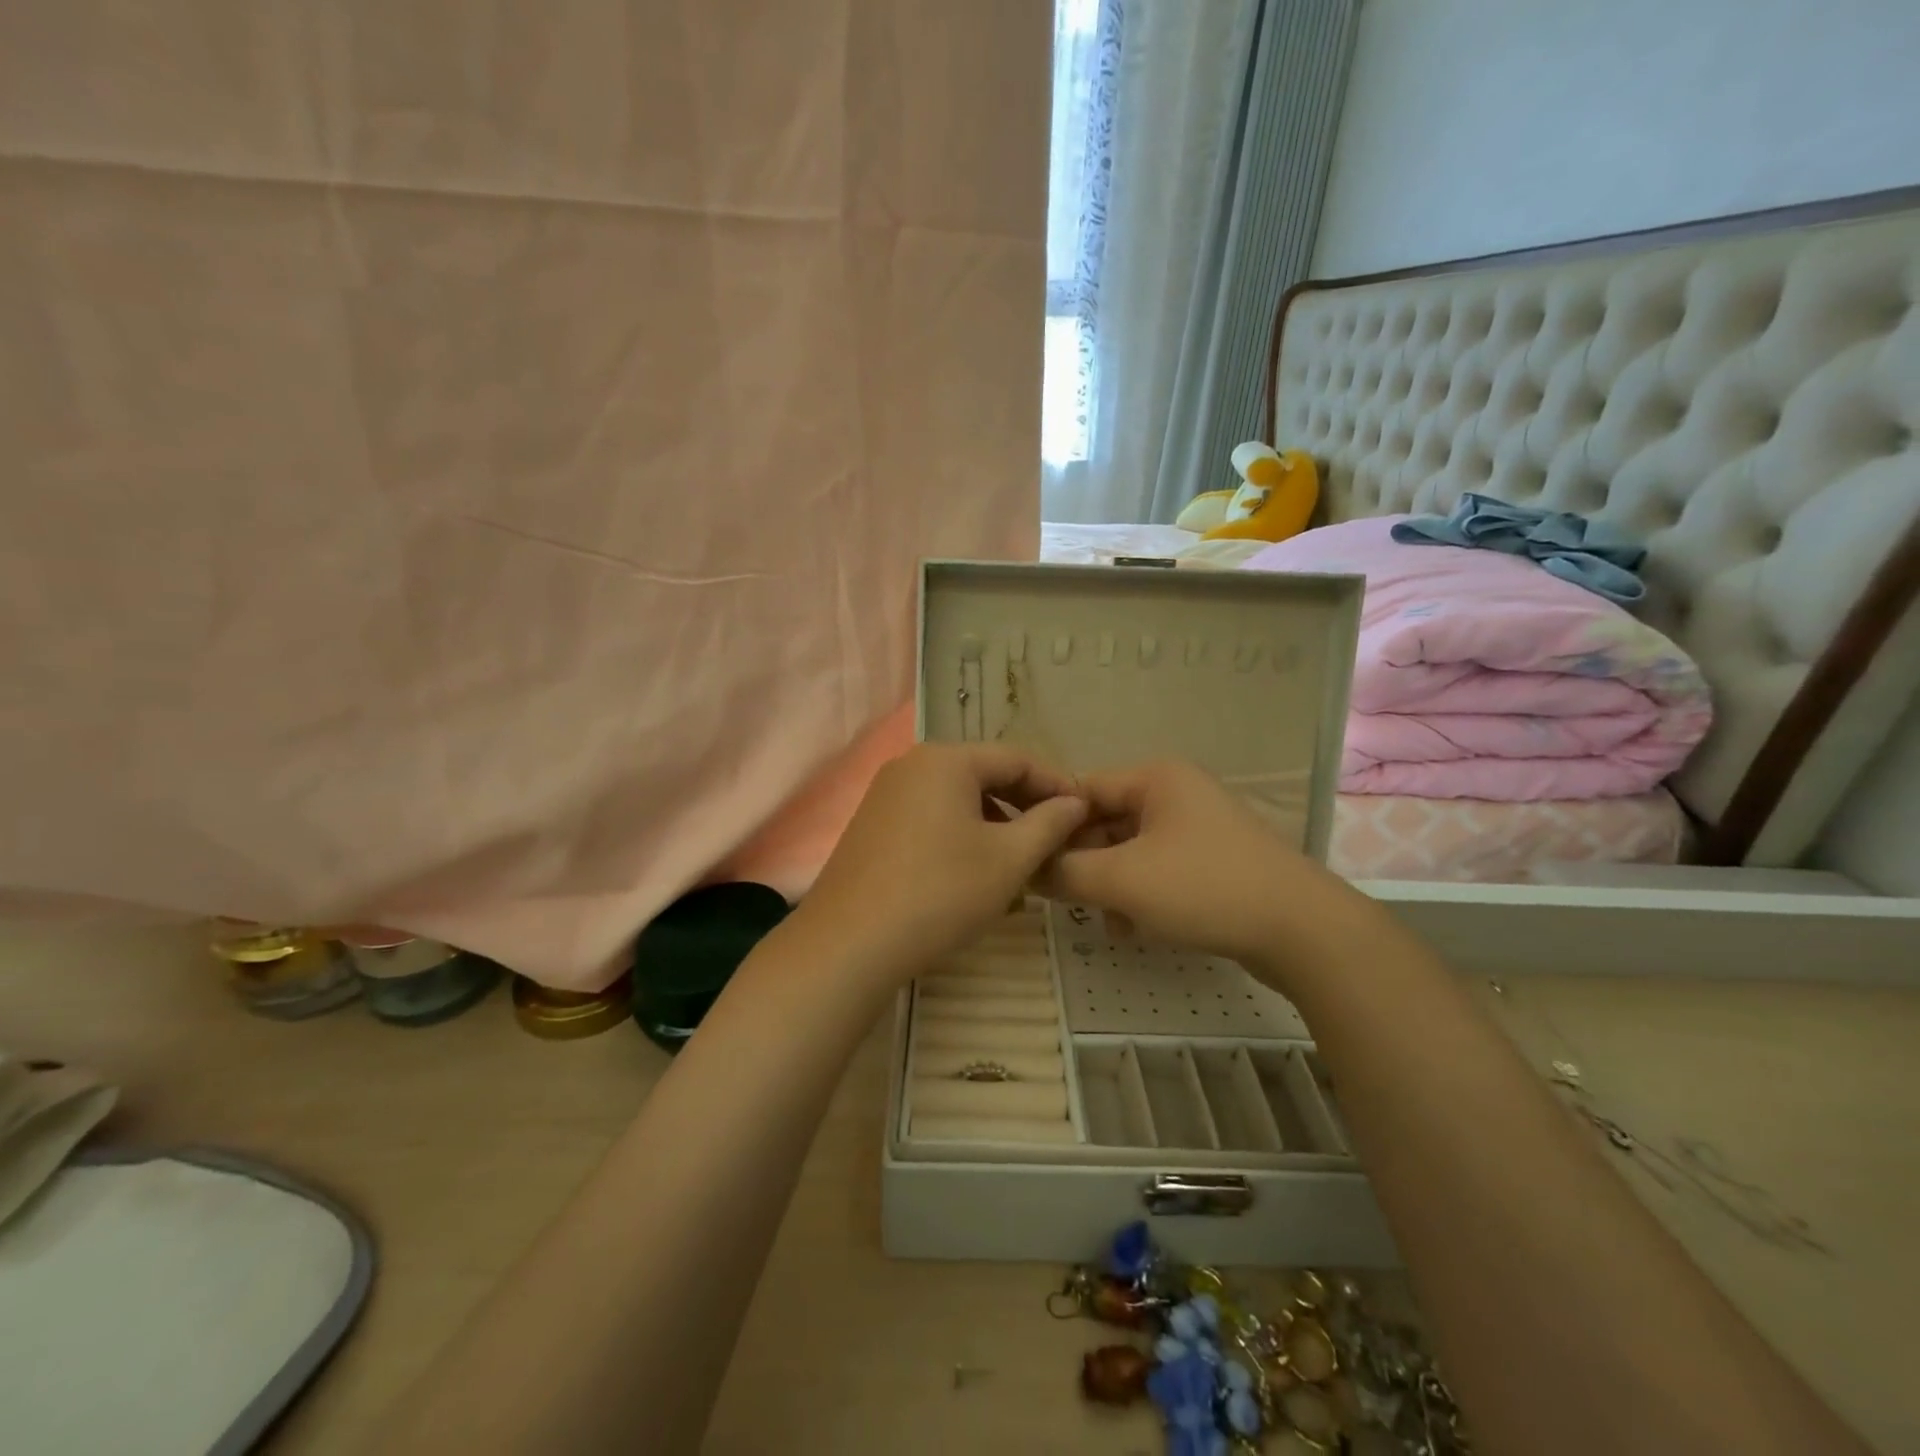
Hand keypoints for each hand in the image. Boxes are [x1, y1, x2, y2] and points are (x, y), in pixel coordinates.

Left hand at [796, 743, 1087, 980]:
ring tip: (1022, 860)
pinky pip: (931, 816)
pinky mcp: (873, 824)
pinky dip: (962, 834)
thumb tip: (1075, 801)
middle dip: (1025, 805)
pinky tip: (976, 870)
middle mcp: (912, 764)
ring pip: (957, 798)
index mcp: (946, 760)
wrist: (850, 943)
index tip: (1086, 813)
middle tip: (1059, 838)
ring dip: (995, 823)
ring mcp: (886, 794)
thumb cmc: (940, 893)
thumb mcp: (1009, 859)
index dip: (1057, 784)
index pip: (1017, 759)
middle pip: (984, 775)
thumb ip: (1049, 823)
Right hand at [1039, 760, 1376, 983]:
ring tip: (1101, 919)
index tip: (1028, 861)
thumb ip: (1065, 871)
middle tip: (1058, 897)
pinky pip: (1158, 871)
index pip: (1082, 789)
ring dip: (1108, 883)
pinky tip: (1132, 929)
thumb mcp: (1123, 880)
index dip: (1051, 824)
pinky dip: (1139, 895)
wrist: (1302, 931)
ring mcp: (1198, 829)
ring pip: (1130, 850)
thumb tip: (1026, 868)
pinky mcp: (1213, 863)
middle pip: (1106, 821)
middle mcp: (1176, 794)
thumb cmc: (1204, 888)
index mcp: (1156, 778)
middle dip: (1082, 861)